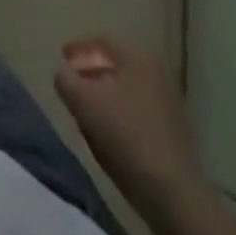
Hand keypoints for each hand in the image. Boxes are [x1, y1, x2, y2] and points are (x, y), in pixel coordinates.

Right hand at [55, 37, 204, 216]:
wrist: (173, 193)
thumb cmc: (124, 135)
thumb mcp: (82, 101)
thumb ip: (65, 79)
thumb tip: (63, 74)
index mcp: (138, 57)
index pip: (101, 41)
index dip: (78, 49)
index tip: (61, 59)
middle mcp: (157, 72)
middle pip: (115, 64)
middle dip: (91, 71)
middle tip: (72, 82)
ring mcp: (169, 103)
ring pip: (126, 88)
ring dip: (105, 93)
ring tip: (85, 108)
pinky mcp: (174, 131)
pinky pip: (138, 109)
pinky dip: (120, 112)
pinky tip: (108, 130)